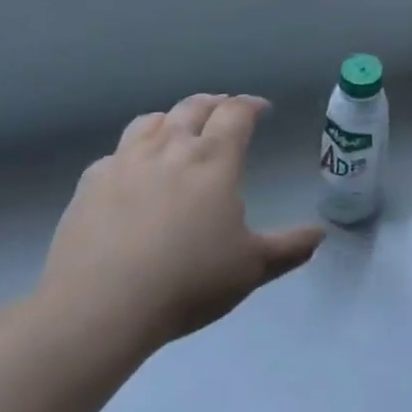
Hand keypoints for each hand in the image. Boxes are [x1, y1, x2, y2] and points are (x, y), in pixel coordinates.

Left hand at [36, 94, 324, 366]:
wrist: (99, 307)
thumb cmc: (187, 282)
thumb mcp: (251, 269)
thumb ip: (288, 247)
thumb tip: (321, 234)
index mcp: (214, 159)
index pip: (236, 112)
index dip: (251, 105)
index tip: (261, 108)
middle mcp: (171, 147)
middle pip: (194, 106)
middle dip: (214, 103)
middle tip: (224, 110)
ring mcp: (125, 161)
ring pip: (151, 121)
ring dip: (171, 118)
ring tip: (177, 129)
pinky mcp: (90, 183)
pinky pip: (115, 154)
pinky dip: (132, 153)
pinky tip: (132, 172)